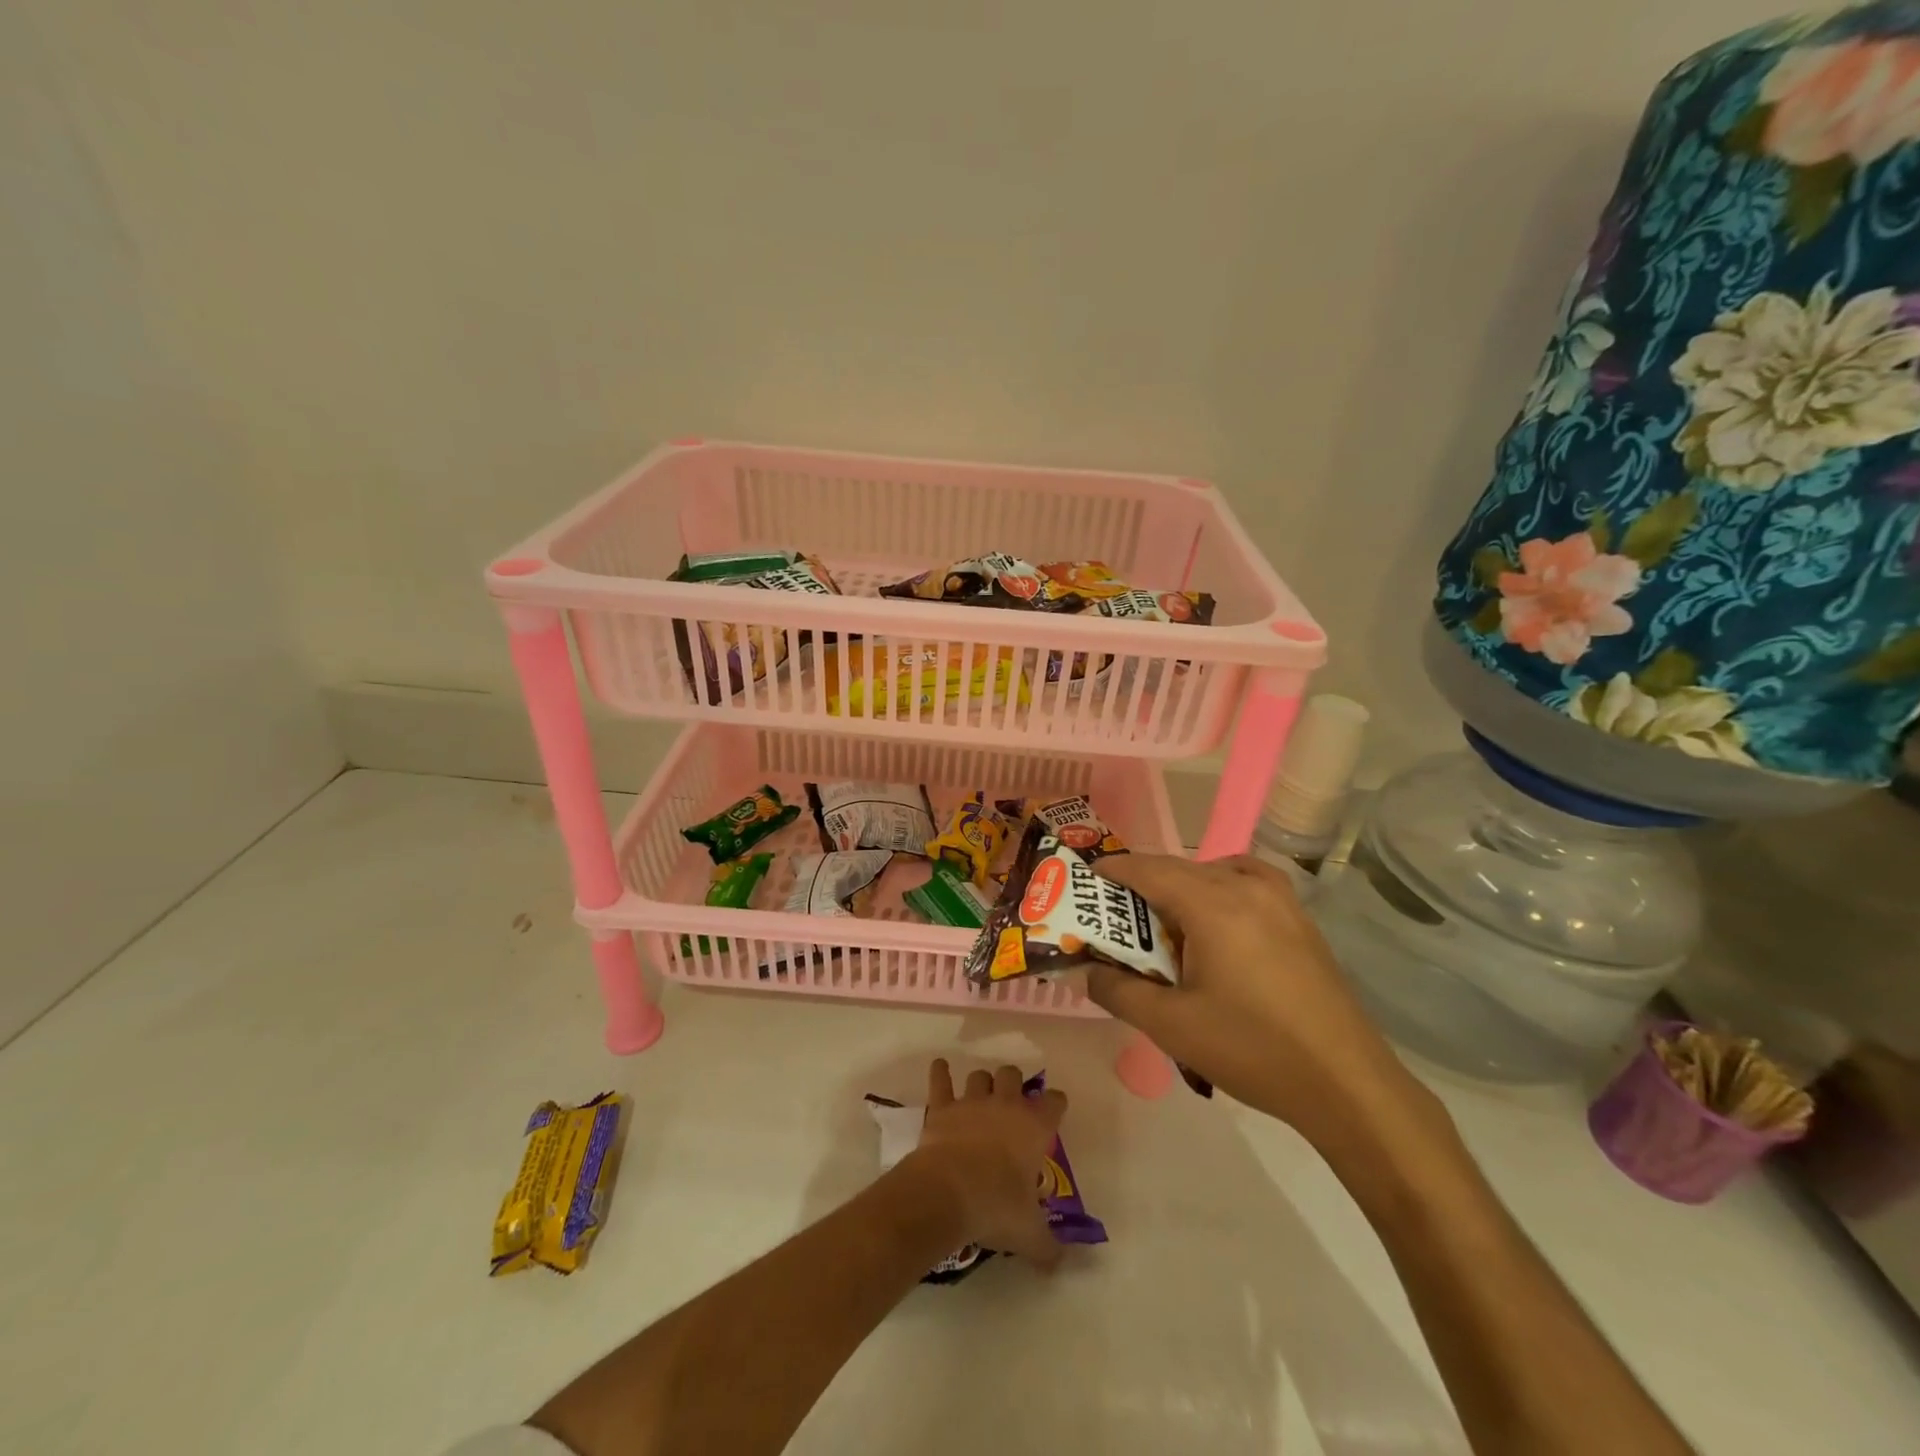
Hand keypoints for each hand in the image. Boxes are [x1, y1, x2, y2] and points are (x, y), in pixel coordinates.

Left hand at [906, 1060, 1067, 1267]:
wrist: (946, 1192)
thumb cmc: (996, 1207)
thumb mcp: (1029, 1234)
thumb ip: (1047, 1246)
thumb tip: (1059, 1262)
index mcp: (1034, 1127)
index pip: (1054, 1103)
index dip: (1055, 1104)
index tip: (1055, 1108)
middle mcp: (1005, 1105)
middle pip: (1013, 1075)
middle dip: (1014, 1083)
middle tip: (1013, 1101)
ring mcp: (971, 1102)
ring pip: (980, 1075)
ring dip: (982, 1082)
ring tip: (981, 1093)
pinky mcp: (942, 1107)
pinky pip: (941, 1080)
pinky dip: (940, 1072)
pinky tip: (940, 1067)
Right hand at [1088, 854, 1426, 1143]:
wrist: (1346, 1084)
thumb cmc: (1252, 1049)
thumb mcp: (1171, 1025)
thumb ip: (1118, 991)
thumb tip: (1085, 972)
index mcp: (1213, 904)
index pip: (1150, 869)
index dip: (1115, 869)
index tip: (1088, 876)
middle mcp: (1247, 888)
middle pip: (1181, 868)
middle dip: (1145, 882)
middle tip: (1117, 911)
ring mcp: (1281, 902)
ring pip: (1218, 872)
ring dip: (1185, 885)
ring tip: (1168, 919)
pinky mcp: (1301, 921)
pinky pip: (1250, 883)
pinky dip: (1222, 889)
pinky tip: (1219, 925)